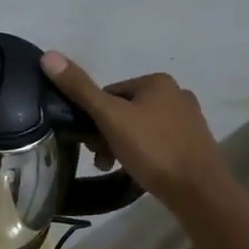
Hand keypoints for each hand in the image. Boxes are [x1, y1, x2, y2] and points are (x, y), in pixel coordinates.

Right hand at [40, 53, 230, 210]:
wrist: (200, 193)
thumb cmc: (153, 149)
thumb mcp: (110, 117)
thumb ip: (80, 88)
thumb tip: (48, 55)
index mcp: (157, 81)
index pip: (108, 93)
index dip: (94, 118)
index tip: (90, 142)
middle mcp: (176, 94)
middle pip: (124, 111)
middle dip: (107, 133)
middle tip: (101, 158)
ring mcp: (188, 120)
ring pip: (139, 128)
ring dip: (122, 145)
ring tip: (115, 168)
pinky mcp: (194, 144)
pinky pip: (157, 143)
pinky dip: (143, 154)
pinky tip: (138, 171)